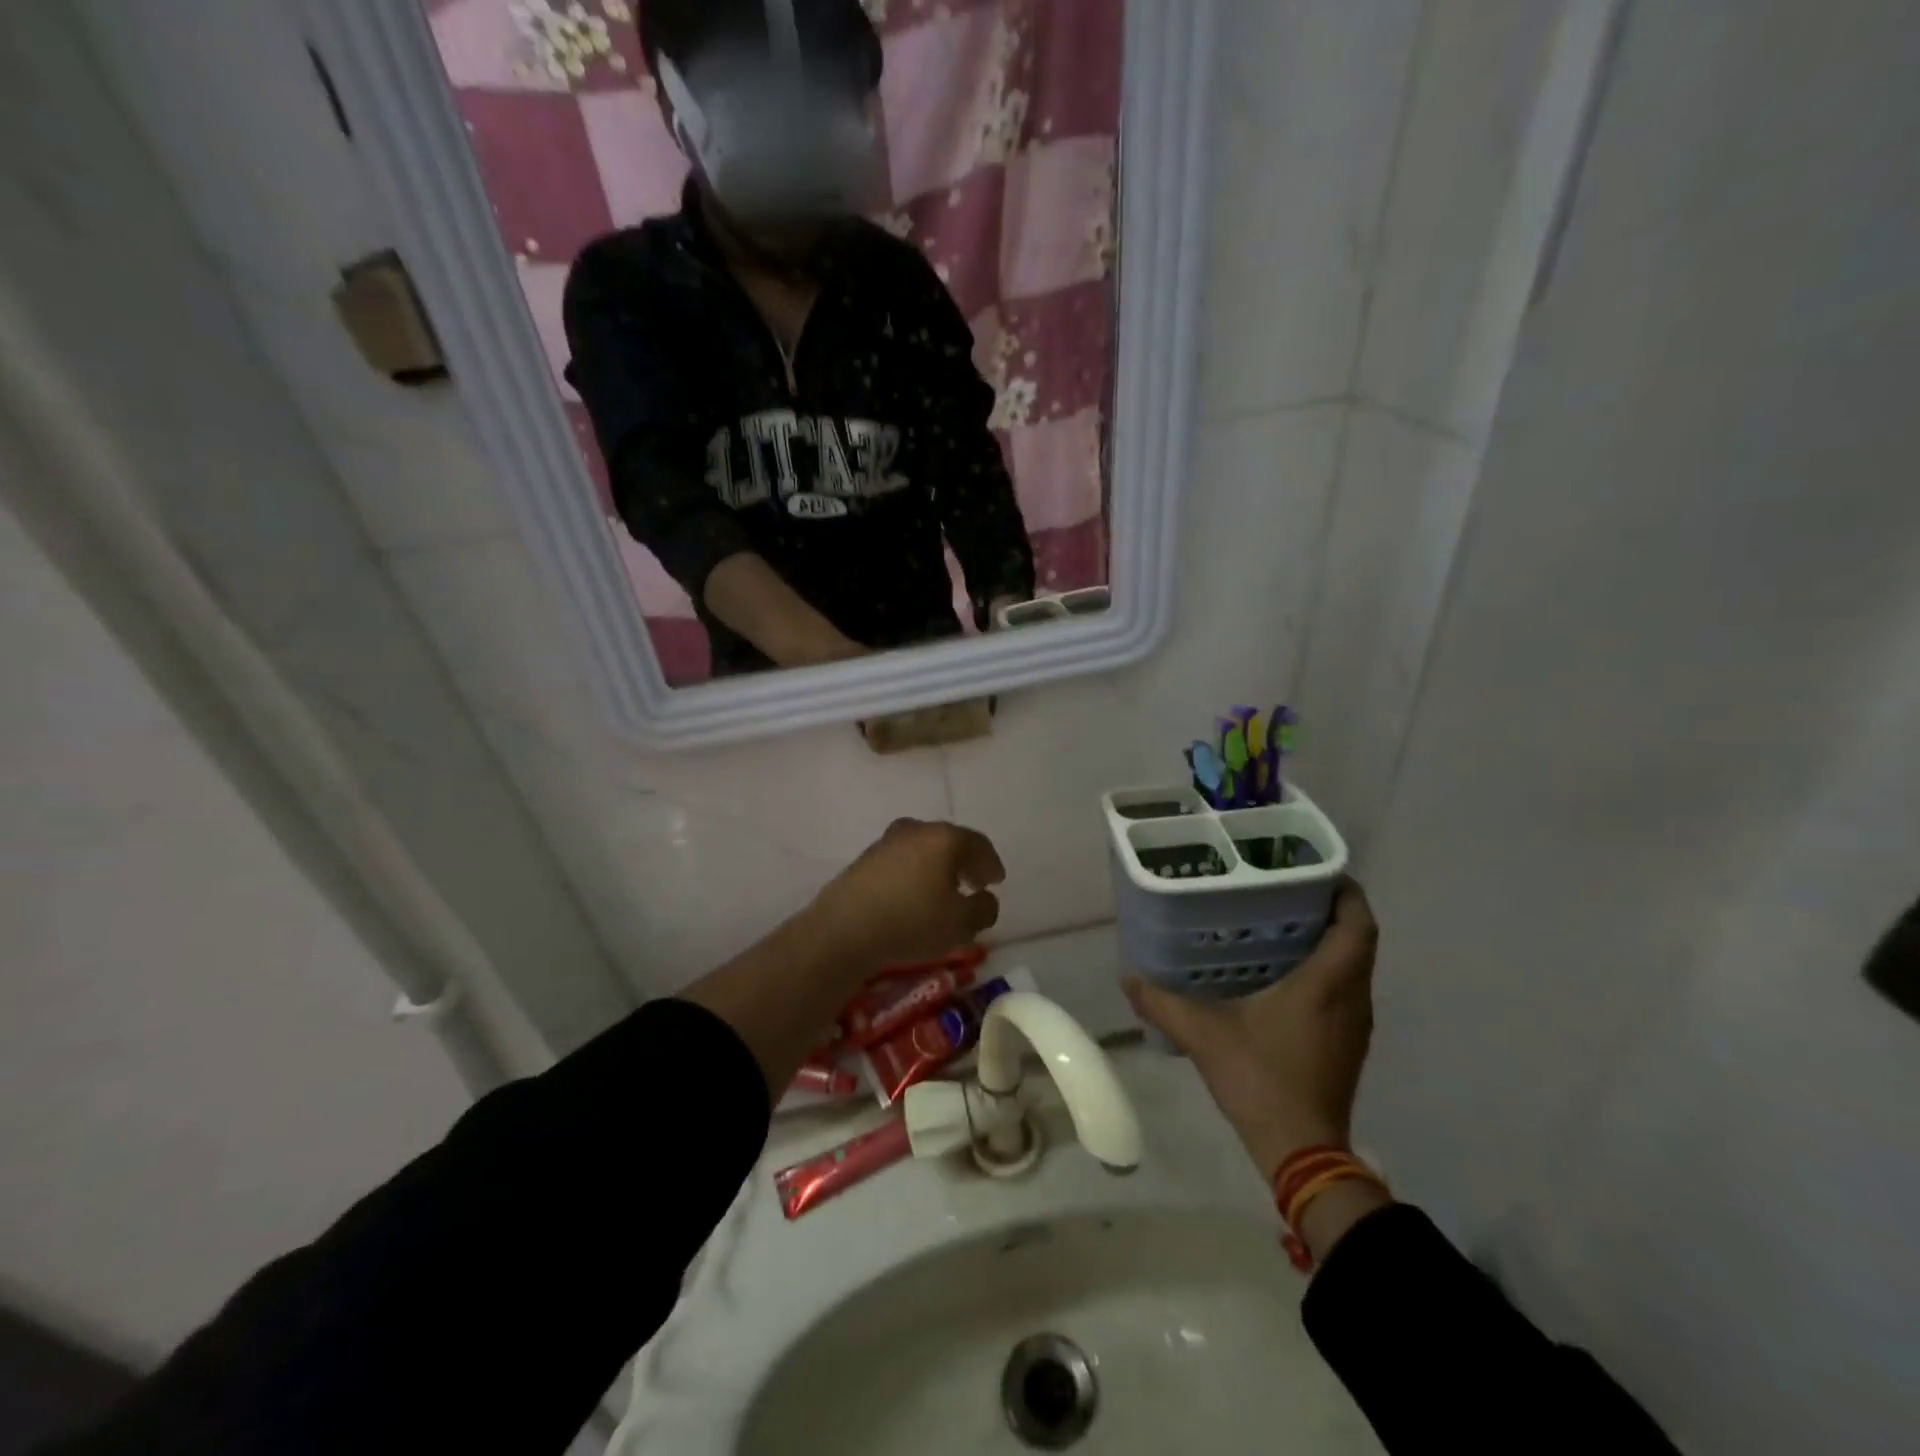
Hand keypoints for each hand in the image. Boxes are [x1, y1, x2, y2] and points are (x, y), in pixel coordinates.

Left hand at [808, 819, 1005, 970]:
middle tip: (974, 883)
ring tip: (944, 891)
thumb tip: (986, 898)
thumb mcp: (961, 924)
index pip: (977, 843)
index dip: (991, 863)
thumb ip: (984, 909)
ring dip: (938, 866)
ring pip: (923, 849)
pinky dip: (915, 872)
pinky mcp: (865, 859)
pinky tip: (914, 895)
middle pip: (949, 841)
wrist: (844, 929)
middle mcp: (916, 830)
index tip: (996, 881)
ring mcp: (886, 841)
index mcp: (944, 838)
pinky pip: (902, 860)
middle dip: (965, 862)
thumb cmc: (911, 921)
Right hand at [1126, 881, 1378, 1177]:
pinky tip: (1284, 974)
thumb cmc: (1261, 1080)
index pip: (1358, 923)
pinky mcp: (1348, 1043)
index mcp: (1327, 983)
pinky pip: (1346, 990)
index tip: (1315, 870)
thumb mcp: (1203, 1036)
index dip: (1346, 891)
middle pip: (1359, 939)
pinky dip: (1326, 970)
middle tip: (1284, 890)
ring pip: (1355, 966)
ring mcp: (1355, 1024)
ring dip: (1330, 940)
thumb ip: (1163, 1002)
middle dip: (1330, 909)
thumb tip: (1128, 976)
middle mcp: (1352, 997)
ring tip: (1280, 923)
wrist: (1302, 1151)